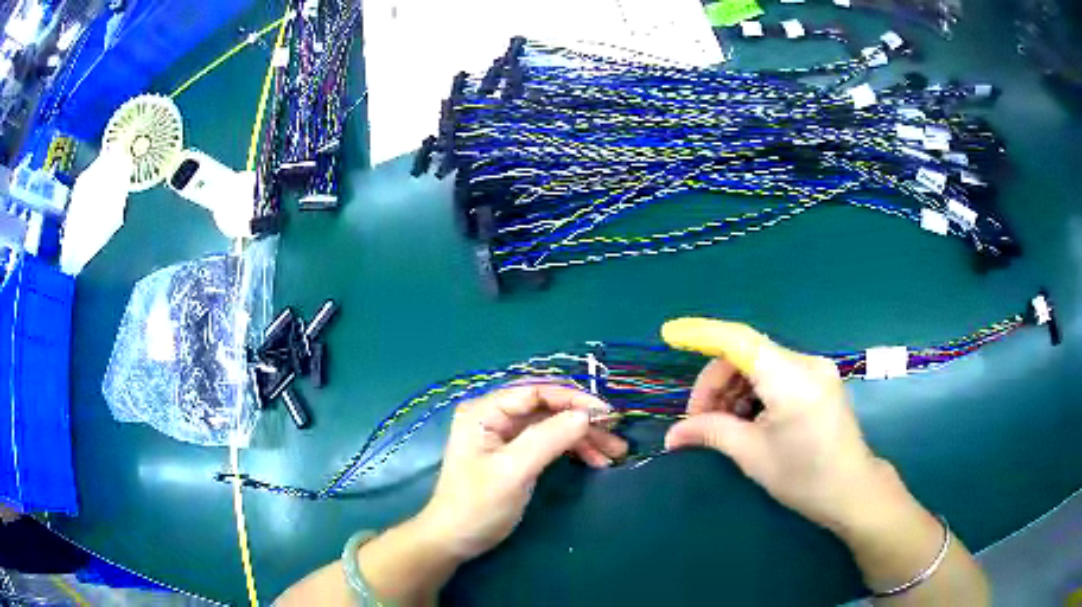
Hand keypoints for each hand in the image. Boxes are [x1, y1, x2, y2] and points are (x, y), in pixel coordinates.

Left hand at [416, 384, 627, 559]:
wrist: (456, 539)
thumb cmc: (478, 504)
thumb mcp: (513, 471)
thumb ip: (548, 439)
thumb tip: (586, 415)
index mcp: (485, 410)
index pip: (535, 391)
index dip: (573, 398)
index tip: (606, 414)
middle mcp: (495, 415)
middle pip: (548, 407)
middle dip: (583, 421)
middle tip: (616, 438)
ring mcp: (506, 435)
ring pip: (553, 425)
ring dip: (583, 437)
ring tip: (614, 453)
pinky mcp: (516, 453)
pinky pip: (550, 442)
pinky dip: (573, 449)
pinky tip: (596, 460)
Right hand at [661, 318, 890, 532]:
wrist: (851, 489)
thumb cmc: (804, 477)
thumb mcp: (753, 455)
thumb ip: (711, 432)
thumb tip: (672, 435)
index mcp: (792, 380)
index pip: (741, 342)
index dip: (703, 333)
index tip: (671, 333)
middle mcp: (806, 363)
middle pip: (746, 355)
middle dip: (715, 384)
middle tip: (697, 420)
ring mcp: (815, 369)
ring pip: (758, 364)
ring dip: (733, 390)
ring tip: (722, 425)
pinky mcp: (818, 379)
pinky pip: (775, 374)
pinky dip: (752, 392)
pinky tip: (746, 419)